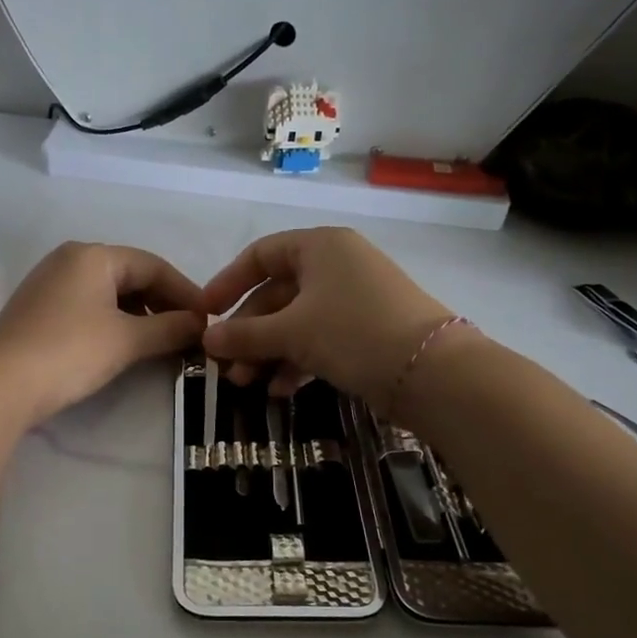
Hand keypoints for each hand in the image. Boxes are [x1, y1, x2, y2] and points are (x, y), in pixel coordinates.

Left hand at [0, 242, 205, 425]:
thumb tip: (201, 324)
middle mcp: (70, 260)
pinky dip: (115, 323)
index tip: (209, 319)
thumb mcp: (127, 340)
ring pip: (110, 293)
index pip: (154, 265)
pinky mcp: (39, 310)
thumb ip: (169, 328)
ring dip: (141, 316)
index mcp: (93, 255)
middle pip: (131, 276)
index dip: (186, 292)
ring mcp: (50, 284)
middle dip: (163, 304)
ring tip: (163, 343)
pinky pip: (89, 307)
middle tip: (189, 333)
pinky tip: (127, 346)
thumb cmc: (69, 352)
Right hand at [200, 228, 456, 410]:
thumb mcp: (292, 332)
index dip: (228, 283)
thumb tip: (207, 341)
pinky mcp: (367, 330)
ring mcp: (355, 299)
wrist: (431, 372)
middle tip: (225, 366)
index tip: (205, 314)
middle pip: (277, 293)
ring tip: (246, 385)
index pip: (260, 255)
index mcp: (319, 246)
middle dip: (248, 332)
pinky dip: (297, 361)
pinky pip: (320, 339)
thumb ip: (244, 335)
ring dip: (268, 352)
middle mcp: (337, 265)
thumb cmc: (353, 332)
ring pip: (297, 321)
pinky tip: (280, 391)